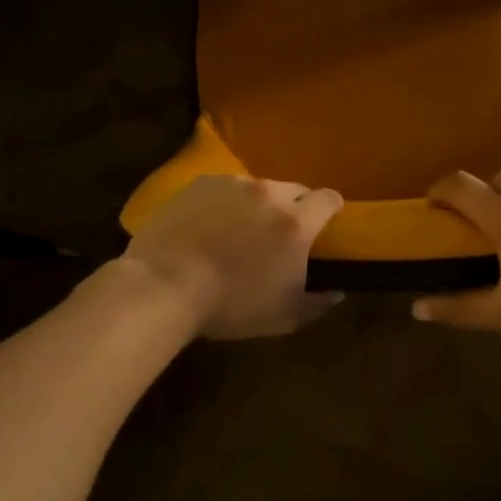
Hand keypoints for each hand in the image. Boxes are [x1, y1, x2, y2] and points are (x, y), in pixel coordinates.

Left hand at [124, 175, 343, 338]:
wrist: (164, 285)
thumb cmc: (230, 305)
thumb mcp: (284, 317)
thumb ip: (318, 302)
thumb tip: (337, 291)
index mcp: (296, 223)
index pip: (328, 199)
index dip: (332, 209)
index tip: (327, 223)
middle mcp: (269, 193)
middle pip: (295, 189)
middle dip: (295, 207)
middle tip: (279, 233)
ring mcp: (232, 184)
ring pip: (258, 188)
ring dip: (258, 204)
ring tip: (239, 230)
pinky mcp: (200, 183)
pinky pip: (224, 188)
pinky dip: (225, 203)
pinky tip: (209, 226)